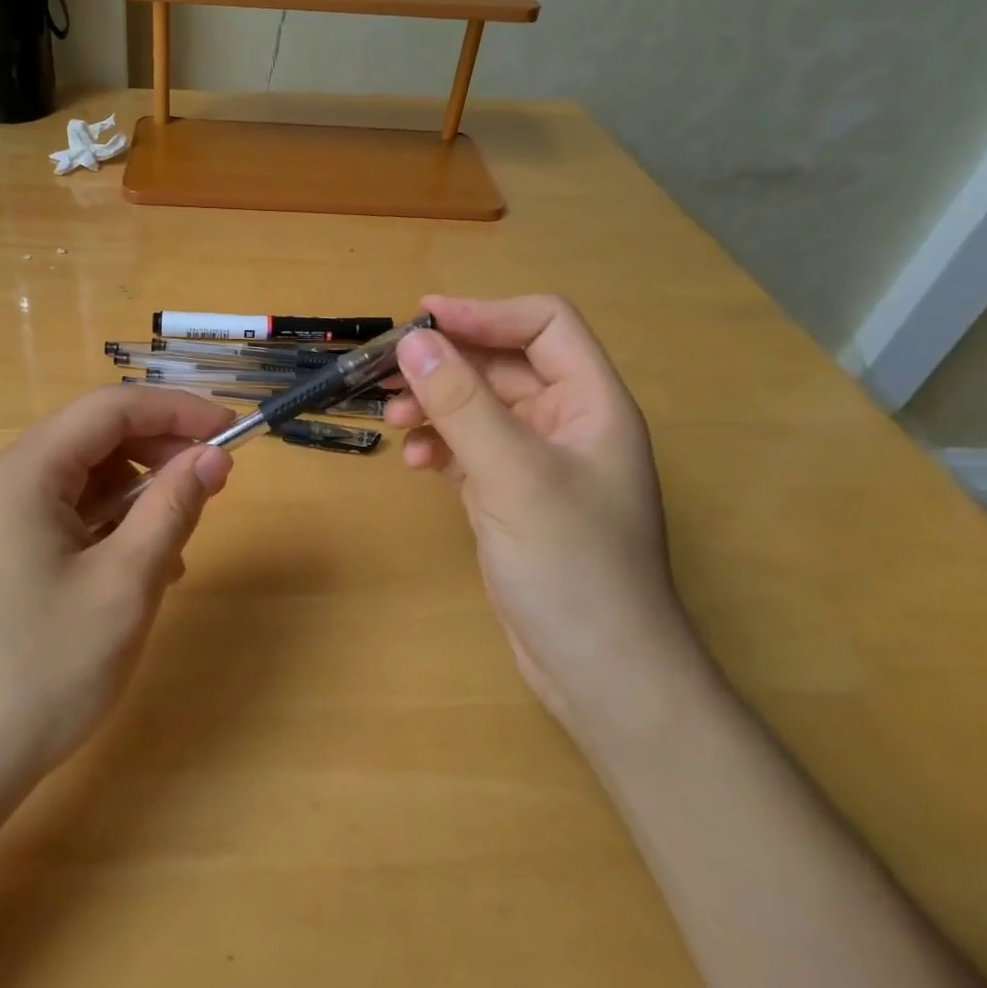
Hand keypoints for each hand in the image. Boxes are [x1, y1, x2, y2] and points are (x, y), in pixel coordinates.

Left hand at [0, 387, 233, 808]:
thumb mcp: (126, 584)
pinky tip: (139, 570)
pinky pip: (66, 515)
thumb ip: (173, 507)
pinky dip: (110, 527)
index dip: (177, 410)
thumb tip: (214, 455)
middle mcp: (2, 482)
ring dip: (138, 495)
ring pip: (84, 479)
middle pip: (94, 438)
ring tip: (176, 544)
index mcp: (23, 474)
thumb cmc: (43, 671)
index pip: (110, 408)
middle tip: (213, 484)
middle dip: (158, 452)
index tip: (231, 430)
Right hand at [387, 294, 695, 727]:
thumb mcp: (513, 475)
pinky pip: (470, 450)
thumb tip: (414, 341)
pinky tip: (418, 465)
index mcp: (592, 403)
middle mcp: (568, 423)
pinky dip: (441, 447)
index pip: (543, 326)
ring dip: (436, 406)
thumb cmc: (571, 565)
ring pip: (480, 408)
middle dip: (446, 366)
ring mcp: (539, 463)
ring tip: (394, 423)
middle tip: (386, 373)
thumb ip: (461, 404)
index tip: (422, 320)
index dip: (485, 314)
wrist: (600, 673)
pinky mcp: (512, 497)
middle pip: (503, 366)